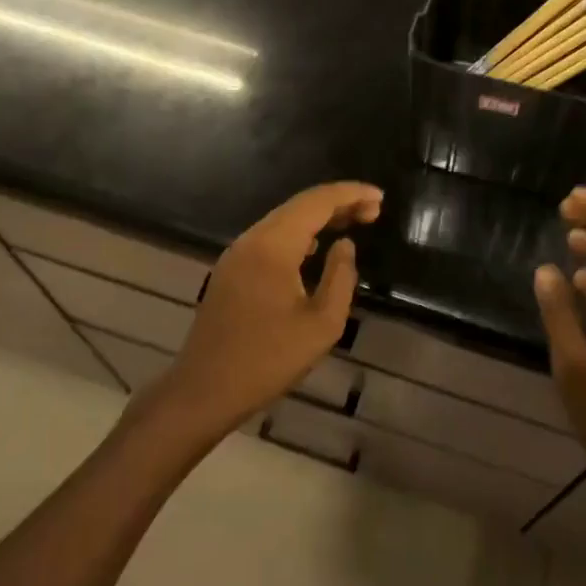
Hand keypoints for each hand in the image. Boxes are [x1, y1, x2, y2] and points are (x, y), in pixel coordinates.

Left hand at [147, 182, 382, 441]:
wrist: (204, 390)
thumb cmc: (268, 360)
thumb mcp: (322, 324)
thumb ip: (341, 277)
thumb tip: (344, 245)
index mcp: (273, 246)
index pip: (316, 202)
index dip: (351, 194)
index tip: (380, 197)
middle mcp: (251, 240)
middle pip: (299, 206)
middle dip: (338, 203)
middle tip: (374, 211)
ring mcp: (237, 254)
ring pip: (283, 221)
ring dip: (318, 218)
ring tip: (354, 223)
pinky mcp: (231, 271)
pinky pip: (270, 239)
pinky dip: (300, 235)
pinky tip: (317, 248)